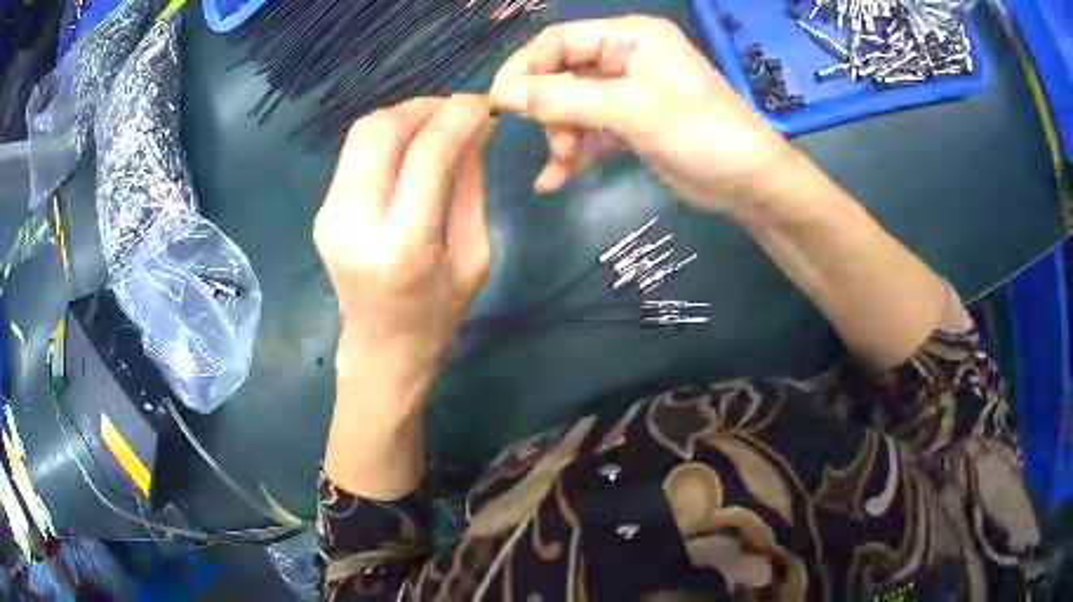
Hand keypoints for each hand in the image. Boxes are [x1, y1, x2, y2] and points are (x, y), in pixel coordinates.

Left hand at [314, 95, 493, 396]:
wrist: (382, 349)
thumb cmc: (439, 314)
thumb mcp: (475, 253)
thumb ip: (471, 184)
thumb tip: (477, 127)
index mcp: (402, 246)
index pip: (427, 154)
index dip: (457, 117)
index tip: (483, 104)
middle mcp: (354, 224)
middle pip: (380, 131)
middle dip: (423, 107)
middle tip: (457, 111)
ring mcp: (330, 216)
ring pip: (362, 134)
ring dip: (403, 117)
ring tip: (437, 125)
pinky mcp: (323, 211)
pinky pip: (355, 153)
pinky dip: (388, 137)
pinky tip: (411, 148)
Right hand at [490, 16, 796, 221]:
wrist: (749, 184)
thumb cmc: (702, 133)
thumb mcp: (633, 110)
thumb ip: (565, 98)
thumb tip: (503, 95)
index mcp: (630, 37)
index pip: (560, 41)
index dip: (526, 68)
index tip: (500, 103)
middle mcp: (625, 58)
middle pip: (562, 74)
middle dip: (548, 110)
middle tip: (546, 140)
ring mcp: (627, 93)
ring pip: (571, 106)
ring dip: (560, 137)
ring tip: (560, 167)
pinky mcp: (630, 125)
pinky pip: (588, 131)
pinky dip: (573, 153)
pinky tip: (558, 179)